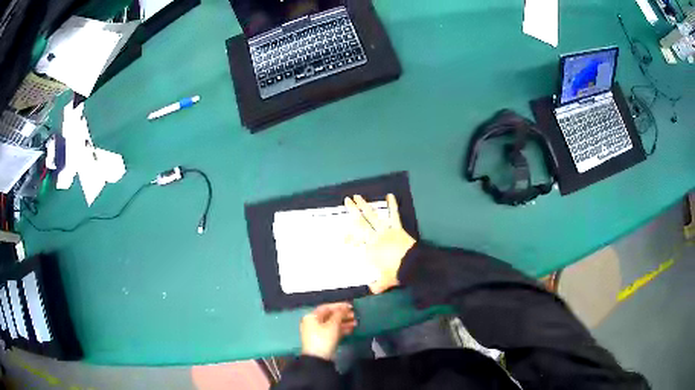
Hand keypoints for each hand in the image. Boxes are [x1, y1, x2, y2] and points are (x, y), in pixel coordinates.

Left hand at [301, 302, 356, 360]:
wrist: (318, 358)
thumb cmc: (324, 338)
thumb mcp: (333, 324)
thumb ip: (339, 314)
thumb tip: (344, 308)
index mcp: (312, 317)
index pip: (326, 307)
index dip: (339, 306)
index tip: (351, 306)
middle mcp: (313, 323)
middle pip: (330, 316)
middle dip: (343, 315)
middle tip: (355, 315)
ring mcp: (318, 332)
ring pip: (332, 324)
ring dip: (344, 322)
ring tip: (356, 322)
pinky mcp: (323, 340)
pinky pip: (333, 331)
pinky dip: (342, 329)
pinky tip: (351, 330)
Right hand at [344, 194, 416, 293]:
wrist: (413, 265)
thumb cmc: (396, 272)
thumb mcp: (384, 282)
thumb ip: (376, 285)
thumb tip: (371, 290)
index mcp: (369, 249)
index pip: (356, 242)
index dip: (349, 239)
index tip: (346, 241)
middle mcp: (374, 237)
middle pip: (360, 223)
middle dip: (352, 211)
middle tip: (346, 200)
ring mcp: (386, 231)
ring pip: (373, 216)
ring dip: (365, 206)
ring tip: (358, 196)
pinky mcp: (397, 228)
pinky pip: (394, 215)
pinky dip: (392, 205)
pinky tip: (390, 195)